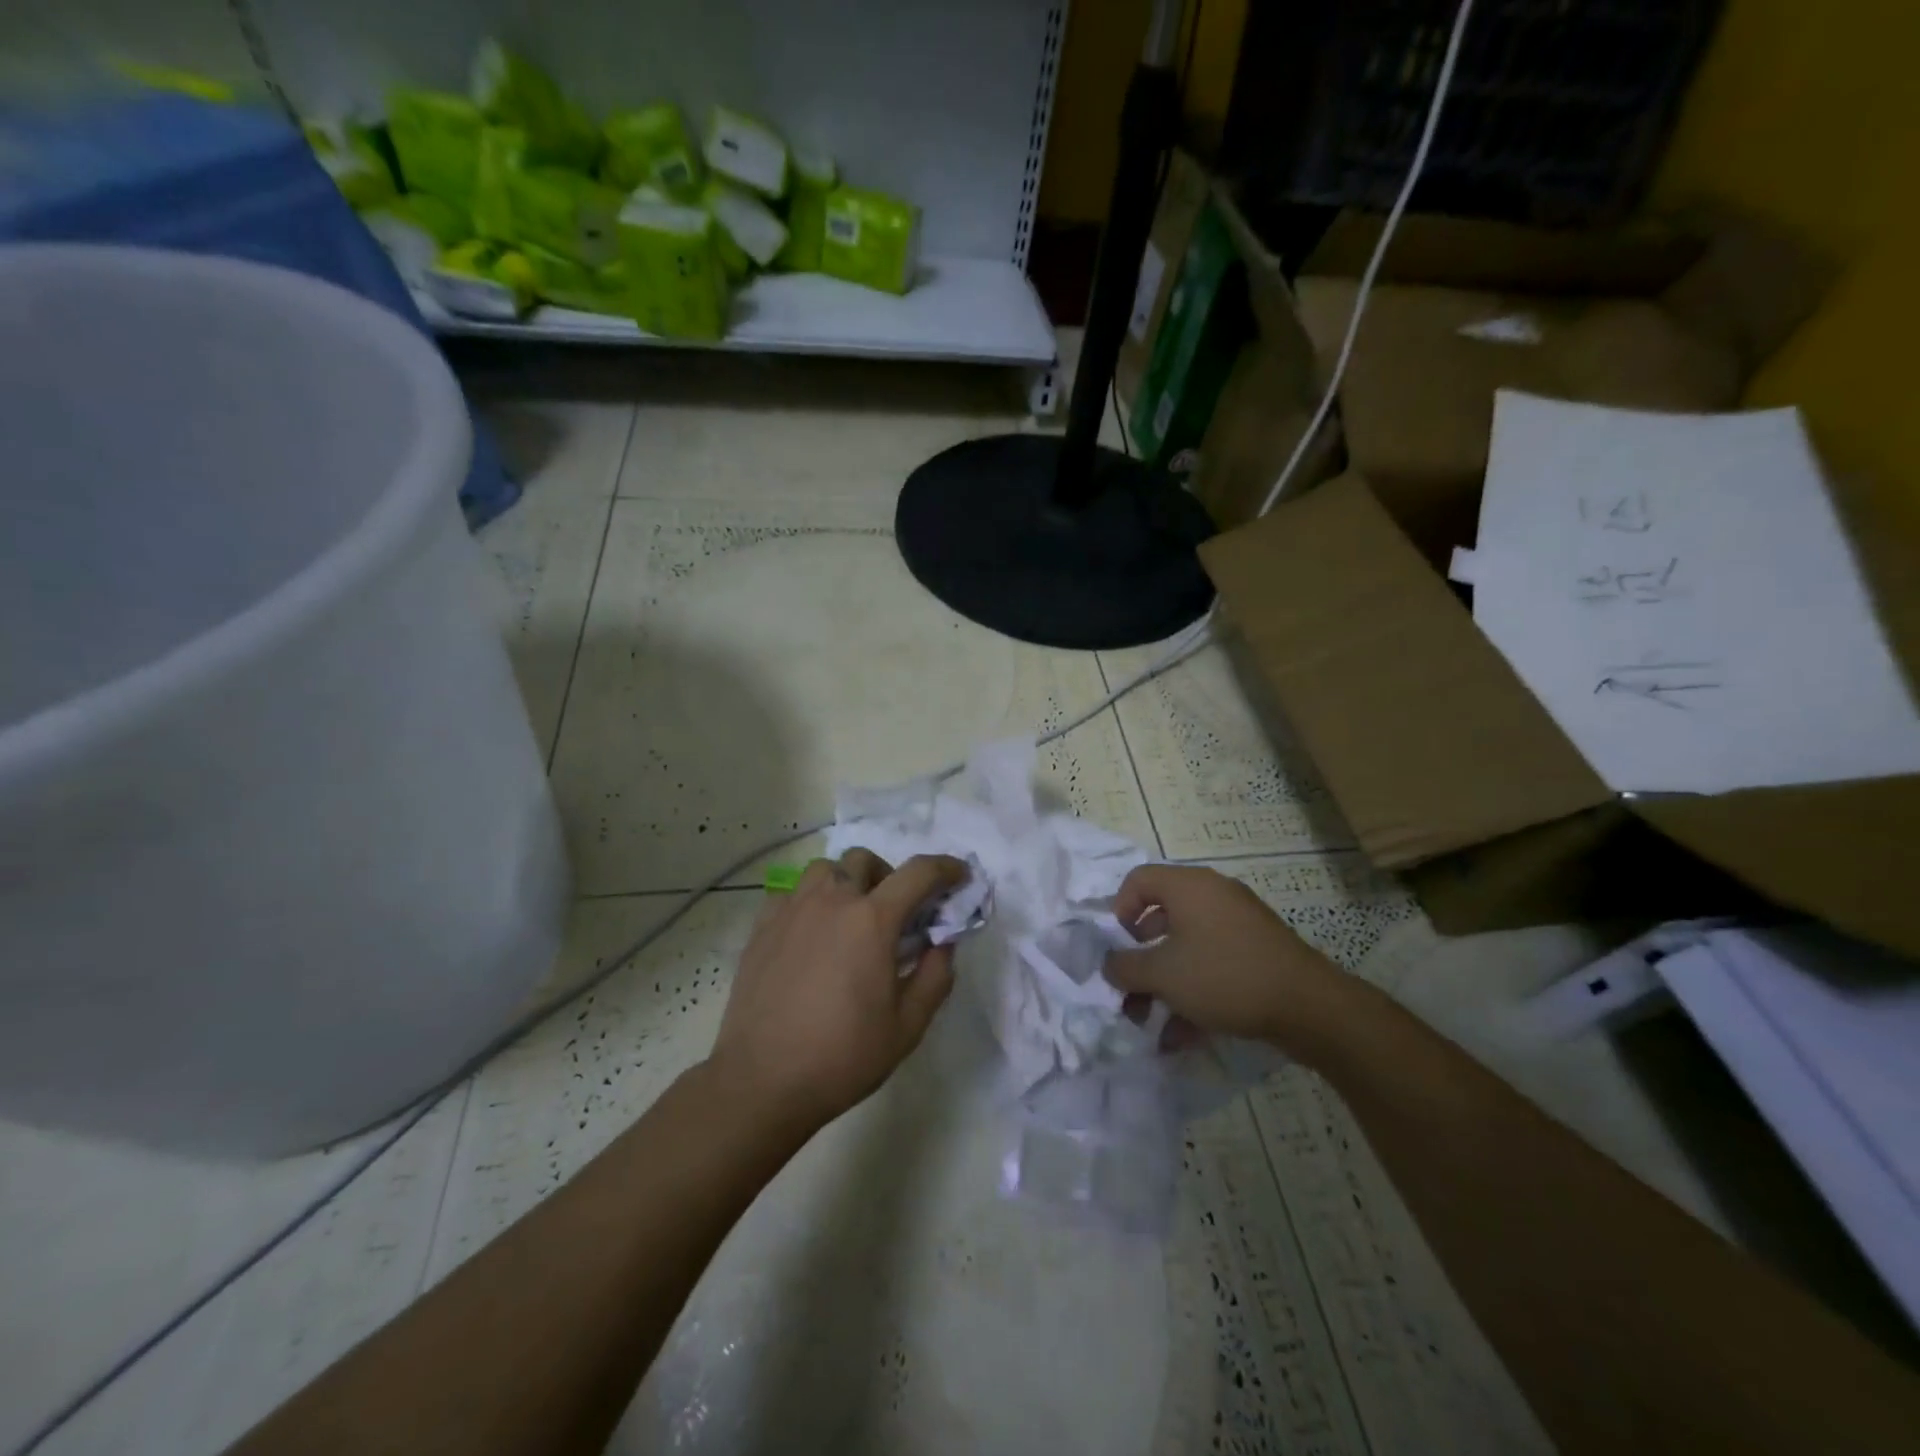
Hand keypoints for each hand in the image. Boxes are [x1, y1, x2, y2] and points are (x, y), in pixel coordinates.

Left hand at [709, 849, 966, 1128]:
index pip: (919, 873)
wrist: (762, 1081)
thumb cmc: (843, 1055)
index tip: (959, 876)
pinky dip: (810, 901)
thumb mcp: (908, 1026)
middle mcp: (832, 901)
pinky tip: (812, 934)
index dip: (946, 868)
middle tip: (895, 912)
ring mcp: (791, 910)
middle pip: (865, 860)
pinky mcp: (762, 927)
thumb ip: (935, 976)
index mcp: (872, 920)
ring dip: (846, 882)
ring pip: (824, 869)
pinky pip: (791, 893)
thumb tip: (943, 943)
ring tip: (850, 918)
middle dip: (890, 876)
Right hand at [1102, 864, 1360, 1064]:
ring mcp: (1239, 925)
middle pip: (1161, 917)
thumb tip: (1110, 965)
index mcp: (1189, 886)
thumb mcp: (1163, 974)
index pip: (1139, 879)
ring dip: (1163, 984)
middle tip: (1128, 990)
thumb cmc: (1224, 976)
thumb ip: (1125, 967)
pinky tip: (1181, 1037)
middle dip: (1140, 959)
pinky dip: (1193, 993)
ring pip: (1186, 948)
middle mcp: (1213, 896)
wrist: (1310, 1007)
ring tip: (1149, 1023)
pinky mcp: (1257, 954)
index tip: (1116, 946)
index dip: (1118, 909)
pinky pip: (1212, 965)